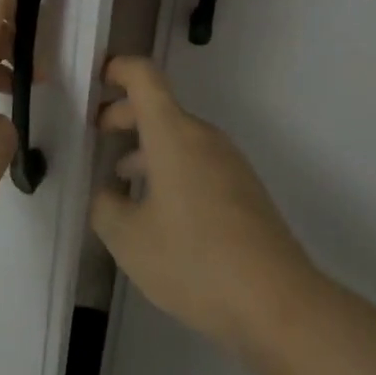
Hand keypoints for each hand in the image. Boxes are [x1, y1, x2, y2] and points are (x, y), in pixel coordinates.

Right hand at [91, 57, 316, 353]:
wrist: (280, 305)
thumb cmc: (196, 261)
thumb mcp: (130, 240)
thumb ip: (105, 207)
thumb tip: (107, 194)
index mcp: (172, 132)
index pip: (143, 76)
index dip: (117, 69)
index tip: (94, 82)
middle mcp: (202, 136)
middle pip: (160, 107)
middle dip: (125, 115)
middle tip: (98, 136)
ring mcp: (229, 163)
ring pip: (179, 138)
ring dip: (147, 148)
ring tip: (122, 182)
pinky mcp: (246, 192)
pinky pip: (198, 163)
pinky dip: (172, 170)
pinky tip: (161, 215)